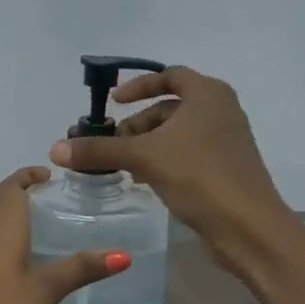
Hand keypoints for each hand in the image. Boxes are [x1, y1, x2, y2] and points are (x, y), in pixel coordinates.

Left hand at [0, 167, 125, 303]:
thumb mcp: (43, 292)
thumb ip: (79, 270)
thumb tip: (123, 254)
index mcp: (1, 232)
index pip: (10, 188)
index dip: (27, 175)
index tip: (51, 174)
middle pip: (1, 205)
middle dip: (24, 195)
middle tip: (56, 200)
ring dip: (16, 220)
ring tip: (47, 230)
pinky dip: (10, 246)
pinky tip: (26, 268)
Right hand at [50, 65, 300, 281]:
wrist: (248, 226)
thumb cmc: (199, 176)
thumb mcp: (144, 158)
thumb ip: (99, 150)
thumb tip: (56, 149)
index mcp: (208, 94)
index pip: (169, 76)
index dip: (138, 86)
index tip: (113, 103)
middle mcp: (221, 110)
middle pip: (170, 108)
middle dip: (138, 123)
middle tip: (112, 143)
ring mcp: (227, 141)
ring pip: (178, 134)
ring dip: (148, 145)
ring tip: (123, 166)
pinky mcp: (226, 169)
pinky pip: (188, 154)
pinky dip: (164, 160)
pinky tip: (145, 181)